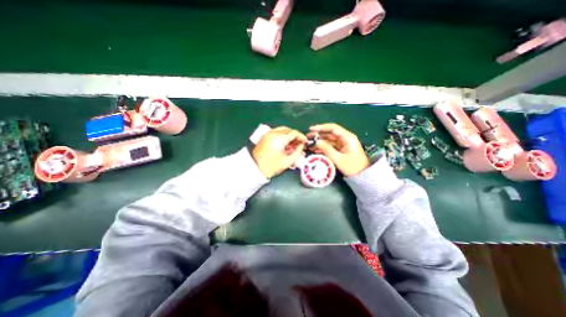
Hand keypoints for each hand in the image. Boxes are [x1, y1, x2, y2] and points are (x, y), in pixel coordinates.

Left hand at [252, 126, 307, 177]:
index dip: (302, 137)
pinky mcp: (264, 137)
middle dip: (295, 136)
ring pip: (282, 130)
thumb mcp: (288, 161)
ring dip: (289, 136)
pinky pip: (276, 132)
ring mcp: (268, 134)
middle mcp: (273, 133)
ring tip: (293, 145)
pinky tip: (285, 144)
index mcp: (279, 138)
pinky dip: (282, 136)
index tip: (305, 142)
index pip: (294, 133)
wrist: (254, 168)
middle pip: (288, 130)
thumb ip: (298, 152)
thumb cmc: (271, 166)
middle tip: (300, 144)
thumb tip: (302, 146)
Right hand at [308, 122, 369, 176]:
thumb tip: (317, 141)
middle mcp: (345, 138)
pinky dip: (323, 147)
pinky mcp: (341, 149)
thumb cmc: (352, 167)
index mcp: (347, 137)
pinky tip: (315, 149)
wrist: (362, 175)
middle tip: (308, 137)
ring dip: (320, 142)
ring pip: (329, 140)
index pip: (333, 128)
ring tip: (310, 144)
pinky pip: (331, 146)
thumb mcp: (338, 159)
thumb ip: (327, 149)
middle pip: (330, 133)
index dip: (321, 127)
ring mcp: (343, 144)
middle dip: (319, 135)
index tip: (311, 129)